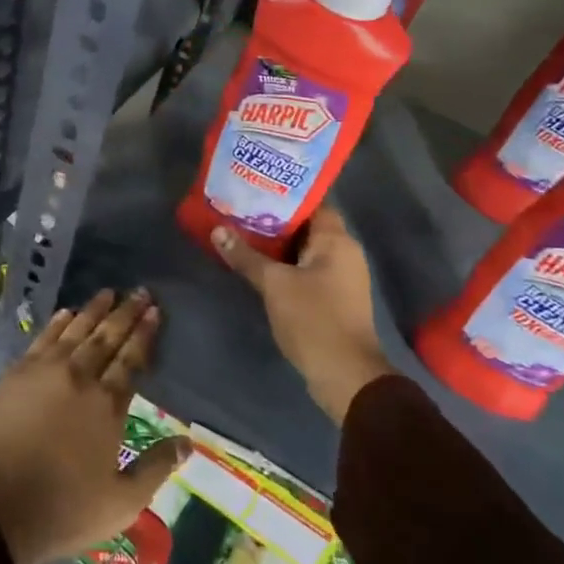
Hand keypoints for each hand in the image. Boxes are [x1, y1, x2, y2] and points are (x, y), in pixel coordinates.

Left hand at [0, 288, 189, 563]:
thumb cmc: (61, 510)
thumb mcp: (120, 503)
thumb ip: (155, 468)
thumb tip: (188, 442)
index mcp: (106, 406)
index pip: (131, 359)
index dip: (144, 334)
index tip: (154, 310)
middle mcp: (78, 378)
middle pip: (106, 337)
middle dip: (125, 313)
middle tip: (140, 291)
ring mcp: (44, 372)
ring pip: (75, 331)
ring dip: (93, 310)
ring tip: (108, 293)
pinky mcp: (15, 375)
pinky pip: (43, 338)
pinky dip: (57, 323)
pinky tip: (66, 312)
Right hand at [212, 207, 394, 423]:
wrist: (345, 375)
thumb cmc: (313, 319)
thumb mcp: (274, 285)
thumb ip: (246, 257)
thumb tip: (218, 230)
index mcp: (337, 241)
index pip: (313, 202)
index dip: (285, 194)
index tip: (255, 188)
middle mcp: (345, 253)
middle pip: (308, 226)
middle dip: (275, 219)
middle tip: (240, 210)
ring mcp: (342, 278)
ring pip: (306, 250)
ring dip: (279, 244)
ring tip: (243, 233)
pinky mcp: (335, 298)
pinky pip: (308, 270)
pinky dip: (286, 265)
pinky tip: (260, 266)